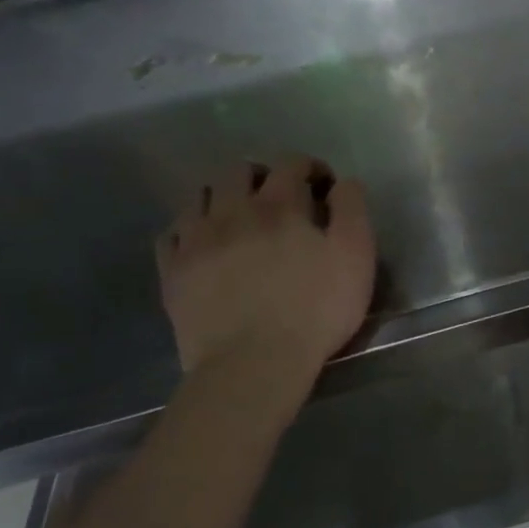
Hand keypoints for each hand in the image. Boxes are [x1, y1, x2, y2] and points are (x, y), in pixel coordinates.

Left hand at [156, 156, 376, 378]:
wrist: (254, 363)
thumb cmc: (316, 309)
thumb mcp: (356, 257)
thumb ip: (352, 210)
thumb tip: (343, 184)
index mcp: (279, 205)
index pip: (291, 164)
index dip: (311, 168)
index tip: (325, 187)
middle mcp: (231, 211)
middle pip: (239, 171)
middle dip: (264, 175)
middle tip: (283, 200)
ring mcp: (195, 240)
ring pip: (202, 195)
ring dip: (225, 197)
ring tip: (242, 219)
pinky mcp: (172, 271)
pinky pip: (172, 232)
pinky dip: (191, 228)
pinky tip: (206, 244)